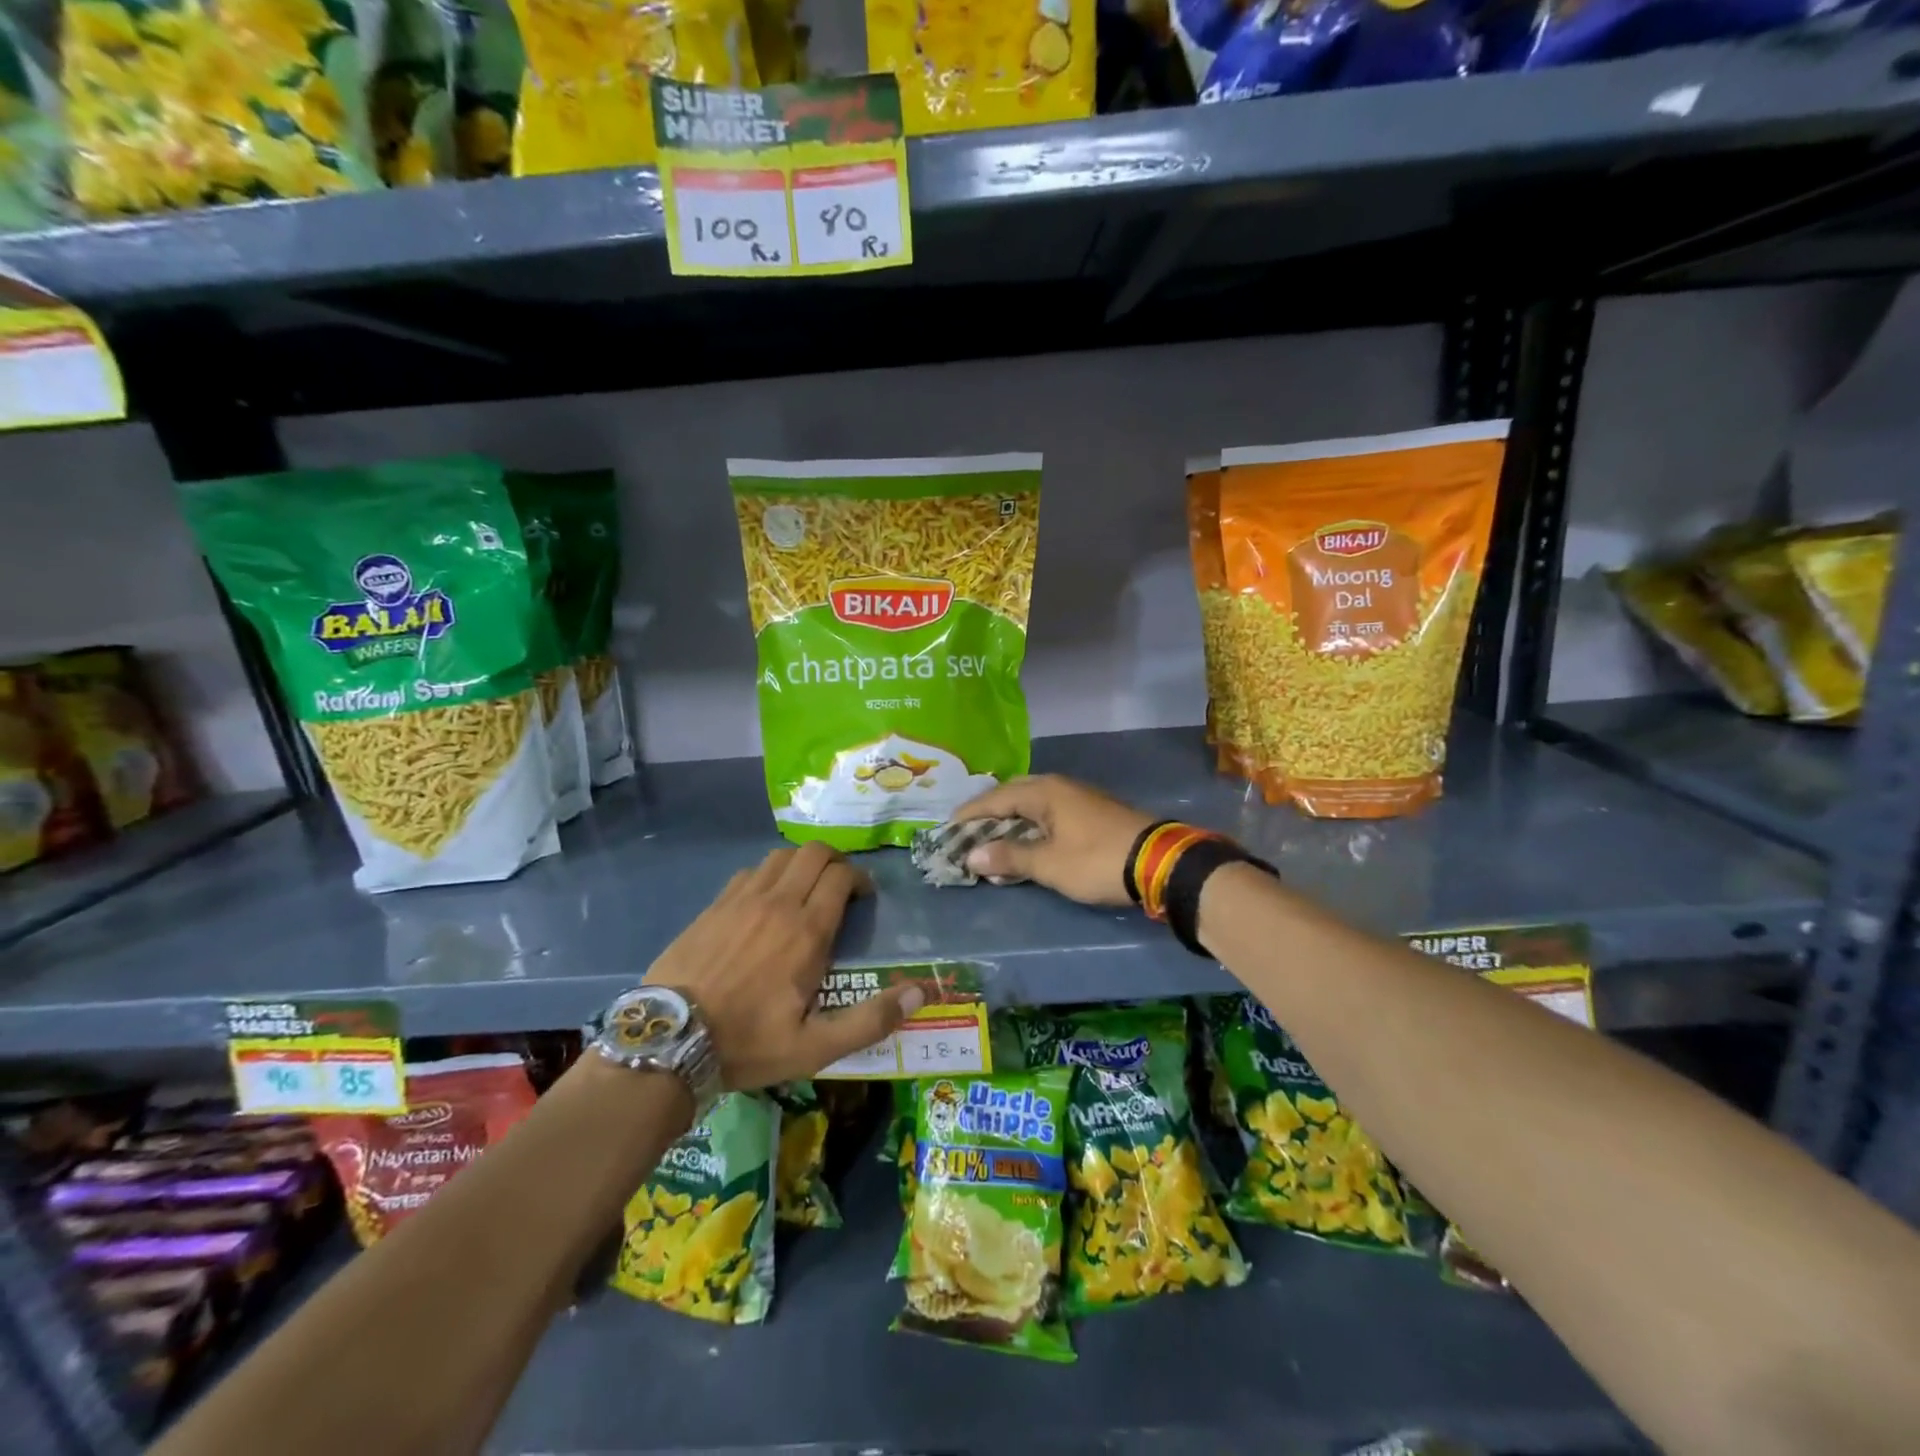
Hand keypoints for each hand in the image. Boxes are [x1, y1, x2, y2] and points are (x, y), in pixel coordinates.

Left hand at [645, 842, 923, 1088]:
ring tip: (805, 890)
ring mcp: (741, 900)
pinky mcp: (714, 906)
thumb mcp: (816, 1047)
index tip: (863, 897)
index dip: (859, 879)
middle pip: (814, 853)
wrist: (668, 1042)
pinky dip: (767, 875)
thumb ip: (870, 1019)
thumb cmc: (748, 1044)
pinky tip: (764, 901)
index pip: (841, 877)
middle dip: (835, 861)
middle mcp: (777, 903)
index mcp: (806, 931)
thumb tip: (921, 994)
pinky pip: (749, 872)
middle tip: (840, 886)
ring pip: (781, 856)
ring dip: (801, 864)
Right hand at [949, 775, 1154, 905]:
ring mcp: (1078, 796)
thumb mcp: (1049, 864)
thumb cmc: (1097, 860)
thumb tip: (971, 855)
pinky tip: (1027, 838)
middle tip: (966, 830)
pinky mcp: (1092, 811)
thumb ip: (1010, 858)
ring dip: (1010, 818)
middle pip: (1013, 794)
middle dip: (988, 812)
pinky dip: (1030, 823)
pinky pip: (1048, 811)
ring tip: (991, 835)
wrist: (1159, 862)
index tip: (946, 827)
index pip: (995, 798)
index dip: (969, 814)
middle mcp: (1058, 786)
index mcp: (1044, 792)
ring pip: (1032, 802)